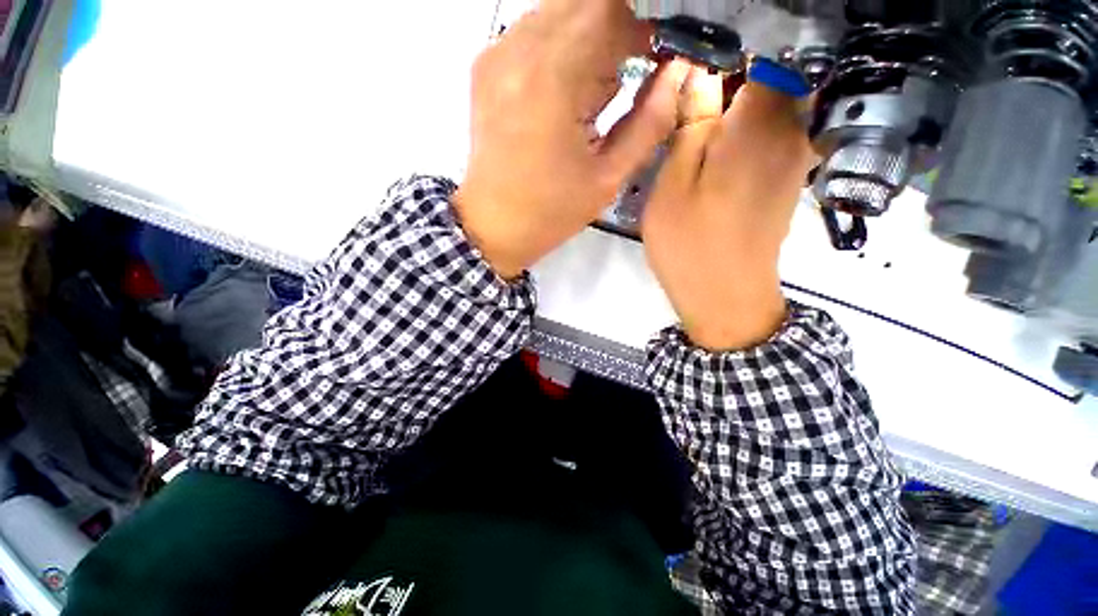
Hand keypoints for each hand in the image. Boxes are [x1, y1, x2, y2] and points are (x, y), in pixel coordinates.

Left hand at [453, 0, 691, 278]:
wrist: (494, 225)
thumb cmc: (551, 211)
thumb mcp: (608, 178)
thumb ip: (649, 122)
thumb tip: (678, 73)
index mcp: (552, 79)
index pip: (608, 10)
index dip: (640, 27)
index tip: (653, 57)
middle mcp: (518, 51)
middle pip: (582, 4)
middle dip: (614, 31)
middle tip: (624, 76)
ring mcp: (496, 55)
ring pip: (557, 12)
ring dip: (586, 40)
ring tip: (591, 97)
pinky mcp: (485, 66)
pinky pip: (532, 33)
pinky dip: (558, 49)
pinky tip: (563, 94)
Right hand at [642, 69, 814, 350]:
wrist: (725, 298)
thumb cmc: (690, 245)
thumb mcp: (673, 185)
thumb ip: (690, 126)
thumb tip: (697, 73)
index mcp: (759, 125)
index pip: (758, 51)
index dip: (723, 50)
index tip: (686, 65)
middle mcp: (790, 131)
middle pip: (767, 76)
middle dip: (726, 80)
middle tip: (681, 104)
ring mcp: (795, 157)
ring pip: (769, 106)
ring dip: (733, 107)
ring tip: (693, 130)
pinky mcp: (788, 180)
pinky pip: (771, 135)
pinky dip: (745, 131)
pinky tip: (715, 155)